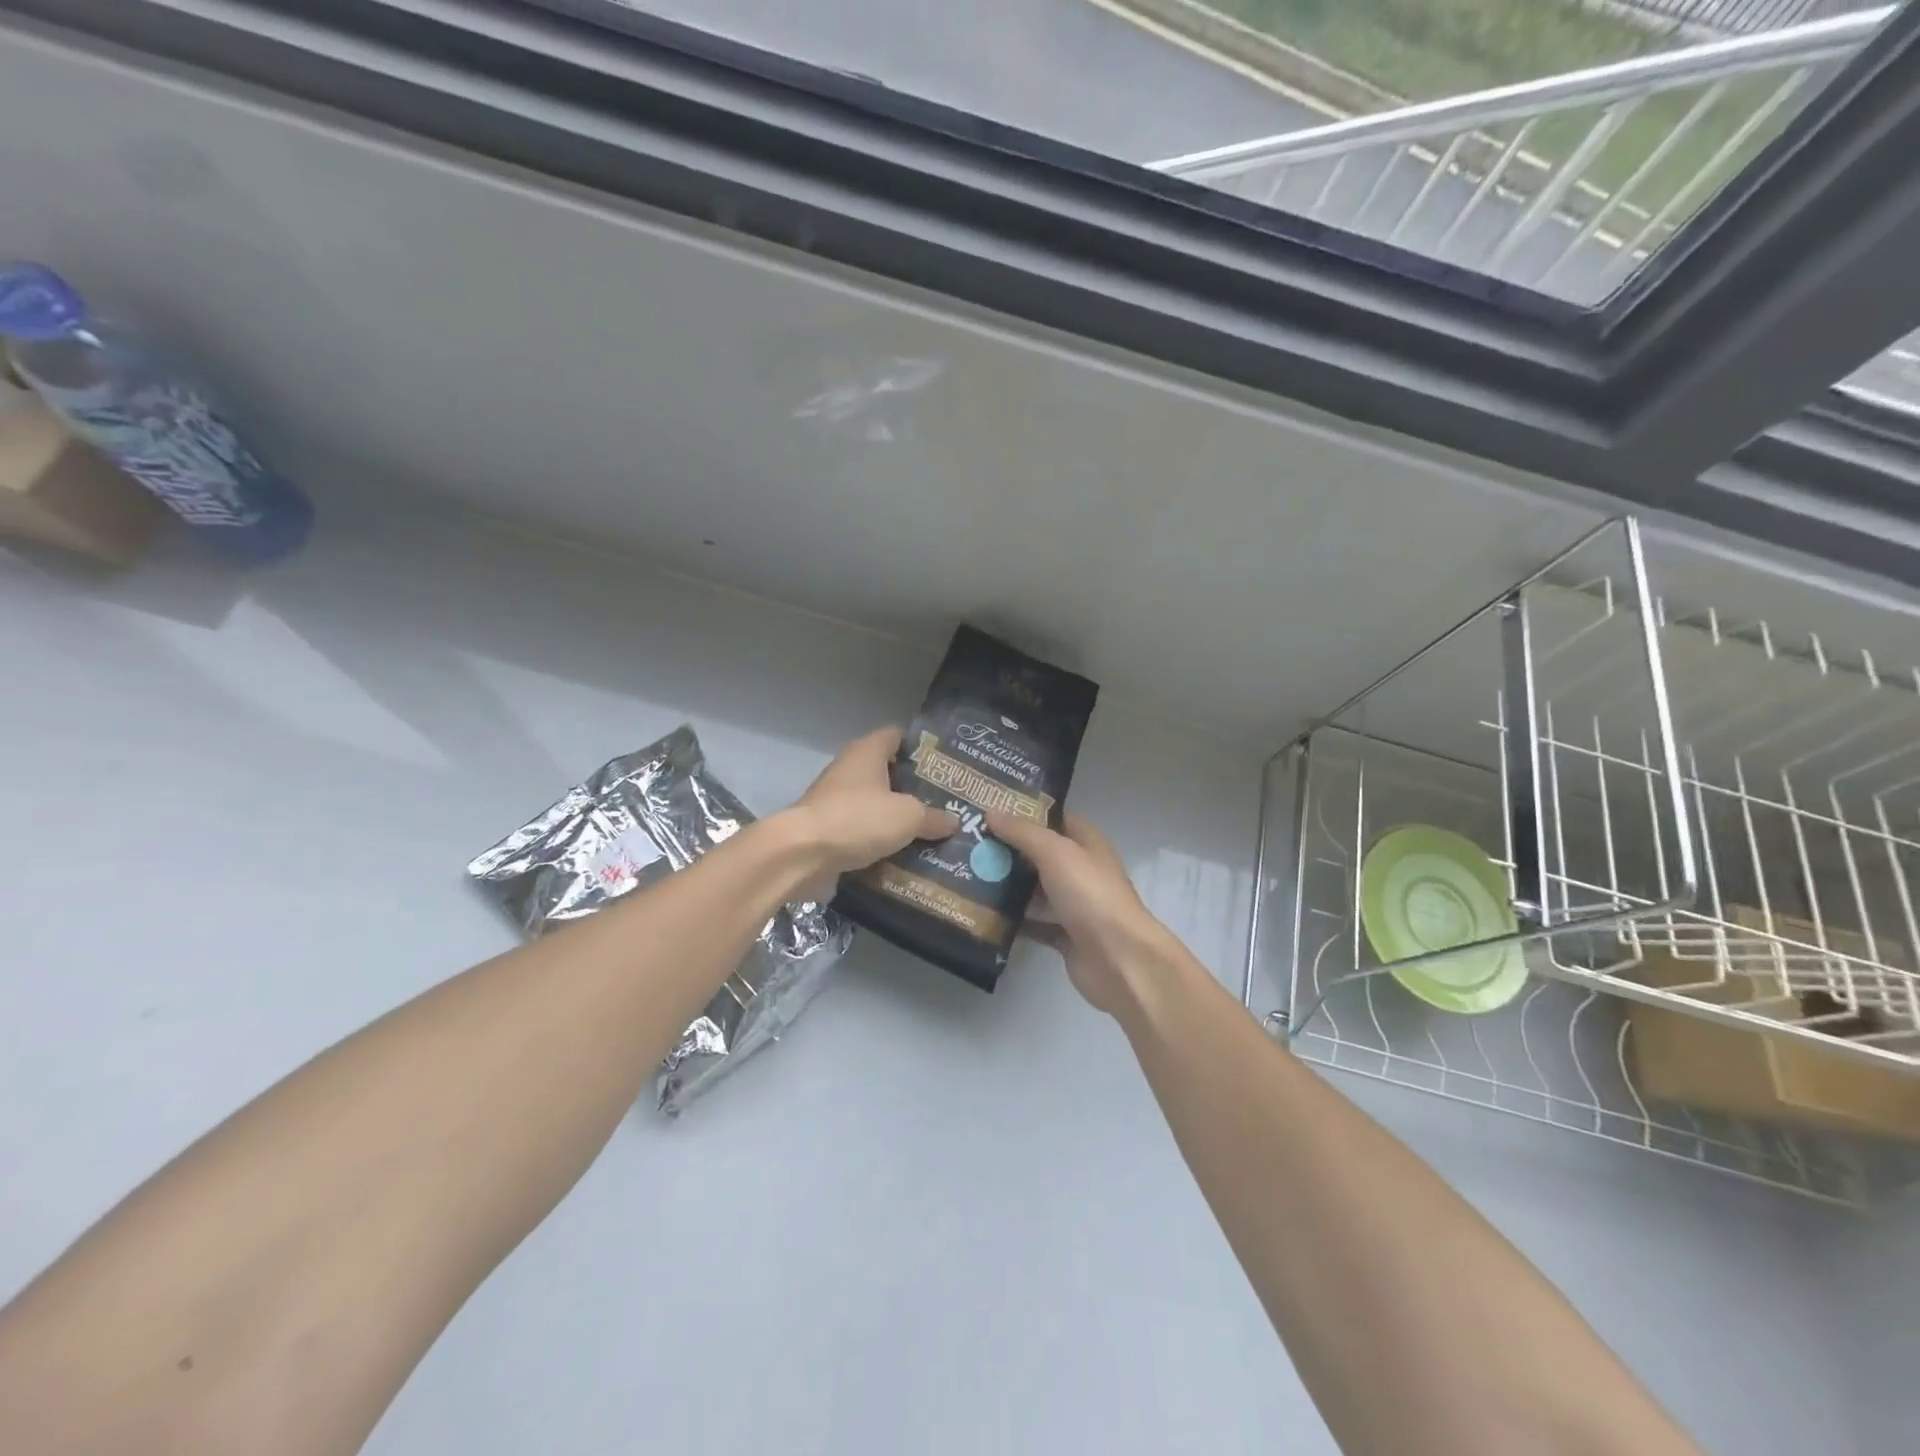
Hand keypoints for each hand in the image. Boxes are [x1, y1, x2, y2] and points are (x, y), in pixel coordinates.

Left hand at [783, 727, 957, 894]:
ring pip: (878, 805)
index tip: (948, 763)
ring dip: (900, 817)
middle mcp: (851, 770)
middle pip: (890, 772)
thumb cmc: (858, 819)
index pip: (899, 736)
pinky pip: (864, 832)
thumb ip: (933, 817)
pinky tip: (908, 854)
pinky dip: (882, 841)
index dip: (923, 746)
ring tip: (934, 830)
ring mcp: (837, 801)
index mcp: (868, 752)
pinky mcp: (831, 830)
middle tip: (949, 801)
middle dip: (917, 787)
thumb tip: (953, 822)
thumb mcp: (907, 817)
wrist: (802, 855)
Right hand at [985, 810, 1178, 1018]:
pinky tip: (984, 912)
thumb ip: (1023, 832)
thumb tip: (991, 811)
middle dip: (1009, 848)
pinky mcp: (1065, 935)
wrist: (1119, 960)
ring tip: (968, 873)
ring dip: (1008, 884)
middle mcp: (1082, 870)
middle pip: (1041, 854)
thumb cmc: (1090, 895)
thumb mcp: (1055, 852)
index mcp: (1087, 843)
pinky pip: (1034, 922)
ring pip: (1035, 889)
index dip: (1027, 811)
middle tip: (970, 841)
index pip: (1056, 818)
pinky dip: (1013, 920)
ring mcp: (1074, 905)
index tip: (991, 807)